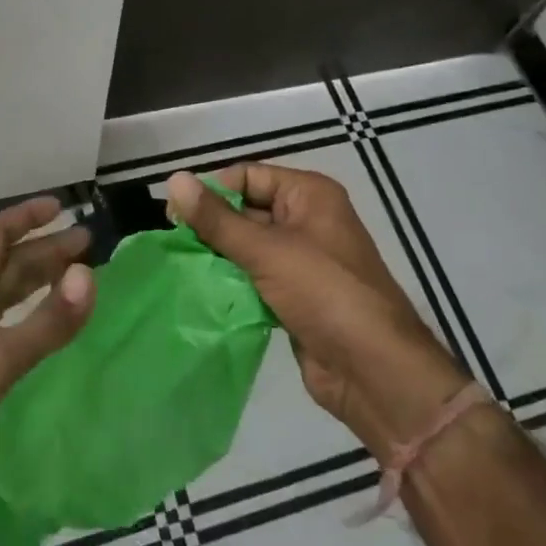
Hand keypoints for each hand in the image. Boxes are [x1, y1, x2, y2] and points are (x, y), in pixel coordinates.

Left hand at [0, 196, 93, 530]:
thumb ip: (45, 323)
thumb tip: (89, 276)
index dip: (24, 218)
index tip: (60, 208)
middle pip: (5, 267)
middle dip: (44, 251)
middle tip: (87, 245)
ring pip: (6, 300)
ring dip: (39, 283)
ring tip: (77, 279)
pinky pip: (6, 334)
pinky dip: (33, 322)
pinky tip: (50, 333)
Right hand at [166, 166, 467, 457]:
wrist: (373, 369)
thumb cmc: (324, 293)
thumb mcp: (267, 250)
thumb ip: (217, 219)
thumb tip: (174, 180)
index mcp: (309, 195)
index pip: (249, 176)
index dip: (212, 190)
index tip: (173, 215)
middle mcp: (306, 220)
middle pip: (246, 210)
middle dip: (211, 226)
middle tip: (172, 244)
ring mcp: (301, 261)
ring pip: (247, 247)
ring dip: (217, 257)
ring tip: (179, 268)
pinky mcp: (294, 296)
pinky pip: (254, 279)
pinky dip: (230, 283)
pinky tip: (200, 292)